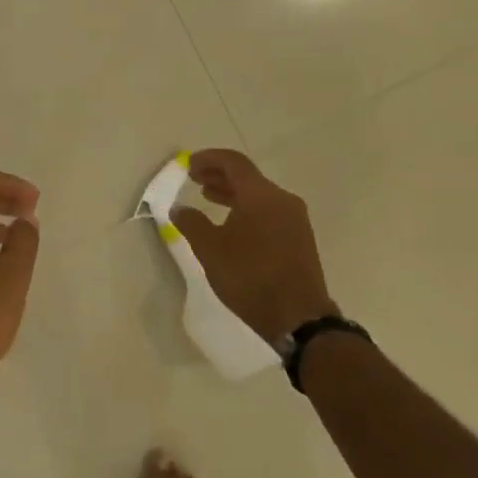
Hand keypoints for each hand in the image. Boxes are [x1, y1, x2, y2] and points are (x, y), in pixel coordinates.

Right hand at [170, 149, 337, 342]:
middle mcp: (282, 200)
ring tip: (208, 197)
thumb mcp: (210, 249)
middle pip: (248, 176)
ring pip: (258, 194)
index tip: (188, 164)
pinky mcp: (298, 238)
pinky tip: (230, 222)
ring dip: (232, 192)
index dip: (209, 159)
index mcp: (261, 196)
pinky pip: (268, 210)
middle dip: (219, 174)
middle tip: (194, 178)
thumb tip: (179, 208)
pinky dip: (246, 207)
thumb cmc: (249, 277)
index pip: (234, 163)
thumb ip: (191, 223)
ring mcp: (294, 220)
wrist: (297, 318)